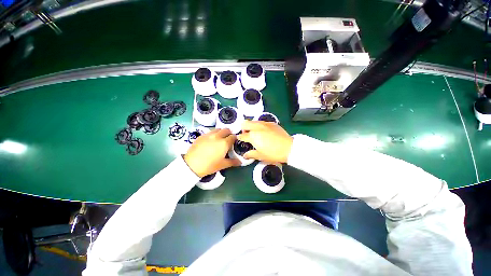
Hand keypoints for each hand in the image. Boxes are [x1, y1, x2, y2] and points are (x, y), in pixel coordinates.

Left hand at [184, 129, 240, 177]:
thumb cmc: (209, 166)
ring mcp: (208, 135)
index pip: (233, 136)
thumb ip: (233, 162)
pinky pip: (209, 132)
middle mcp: (217, 136)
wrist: (191, 165)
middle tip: (228, 139)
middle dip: (229, 133)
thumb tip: (240, 162)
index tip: (234, 142)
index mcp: (224, 143)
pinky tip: (210, 140)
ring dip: (221, 132)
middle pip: (226, 130)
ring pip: (217, 129)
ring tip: (219, 138)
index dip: (235, 138)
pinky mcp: (201, 136)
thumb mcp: (222, 165)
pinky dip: (213, 134)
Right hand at [237, 121, 292, 162]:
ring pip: (254, 121)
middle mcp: (257, 128)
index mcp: (253, 136)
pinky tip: (265, 131)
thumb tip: (245, 155)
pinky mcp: (272, 123)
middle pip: (245, 123)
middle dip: (243, 128)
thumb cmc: (273, 153)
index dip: (240, 137)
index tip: (240, 138)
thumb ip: (251, 154)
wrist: (289, 148)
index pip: (242, 135)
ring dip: (252, 126)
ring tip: (256, 132)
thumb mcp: (261, 156)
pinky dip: (260, 126)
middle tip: (247, 133)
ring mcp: (265, 124)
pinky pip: (262, 122)